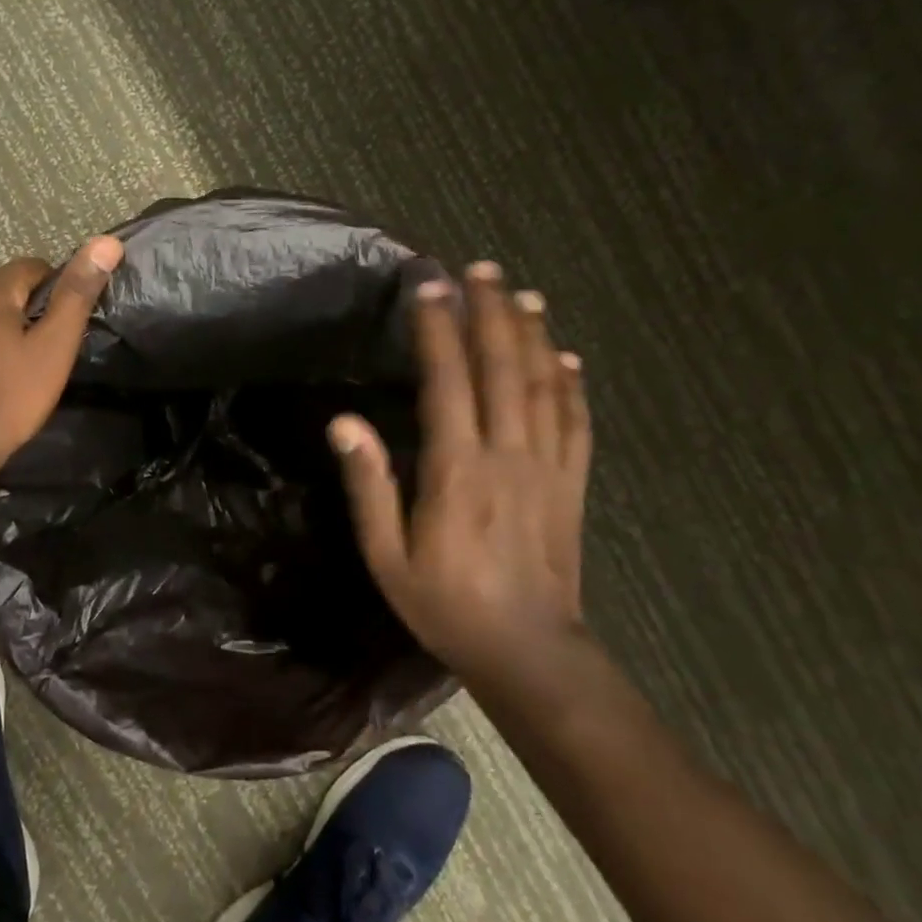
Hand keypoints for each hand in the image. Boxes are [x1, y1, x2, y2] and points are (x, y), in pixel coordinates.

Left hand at [0, 237, 123, 484]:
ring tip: (18, 367)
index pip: (36, 267)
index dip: (58, 294)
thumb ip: (77, 293)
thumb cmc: (9, 398)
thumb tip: (106, 242)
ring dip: (3, 327)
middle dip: (29, 310)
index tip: (65, 331)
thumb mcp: (54, 347)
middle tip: (46, 353)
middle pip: (6, 287)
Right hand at [329, 262, 592, 680]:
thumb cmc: (445, 605)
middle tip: (482, 269)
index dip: (439, 330)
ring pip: (545, 386)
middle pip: (503, 369)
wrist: (528, 653)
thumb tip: (345, 422)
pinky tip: (568, 358)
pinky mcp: (572, 485)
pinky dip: (573, 385)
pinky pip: (576, 423)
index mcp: (457, 470)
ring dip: (534, 335)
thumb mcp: (387, 556)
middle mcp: (507, 455)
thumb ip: (369, 486)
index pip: (448, 381)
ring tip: (524, 295)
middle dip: (491, 313)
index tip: (431, 286)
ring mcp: (547, 468)